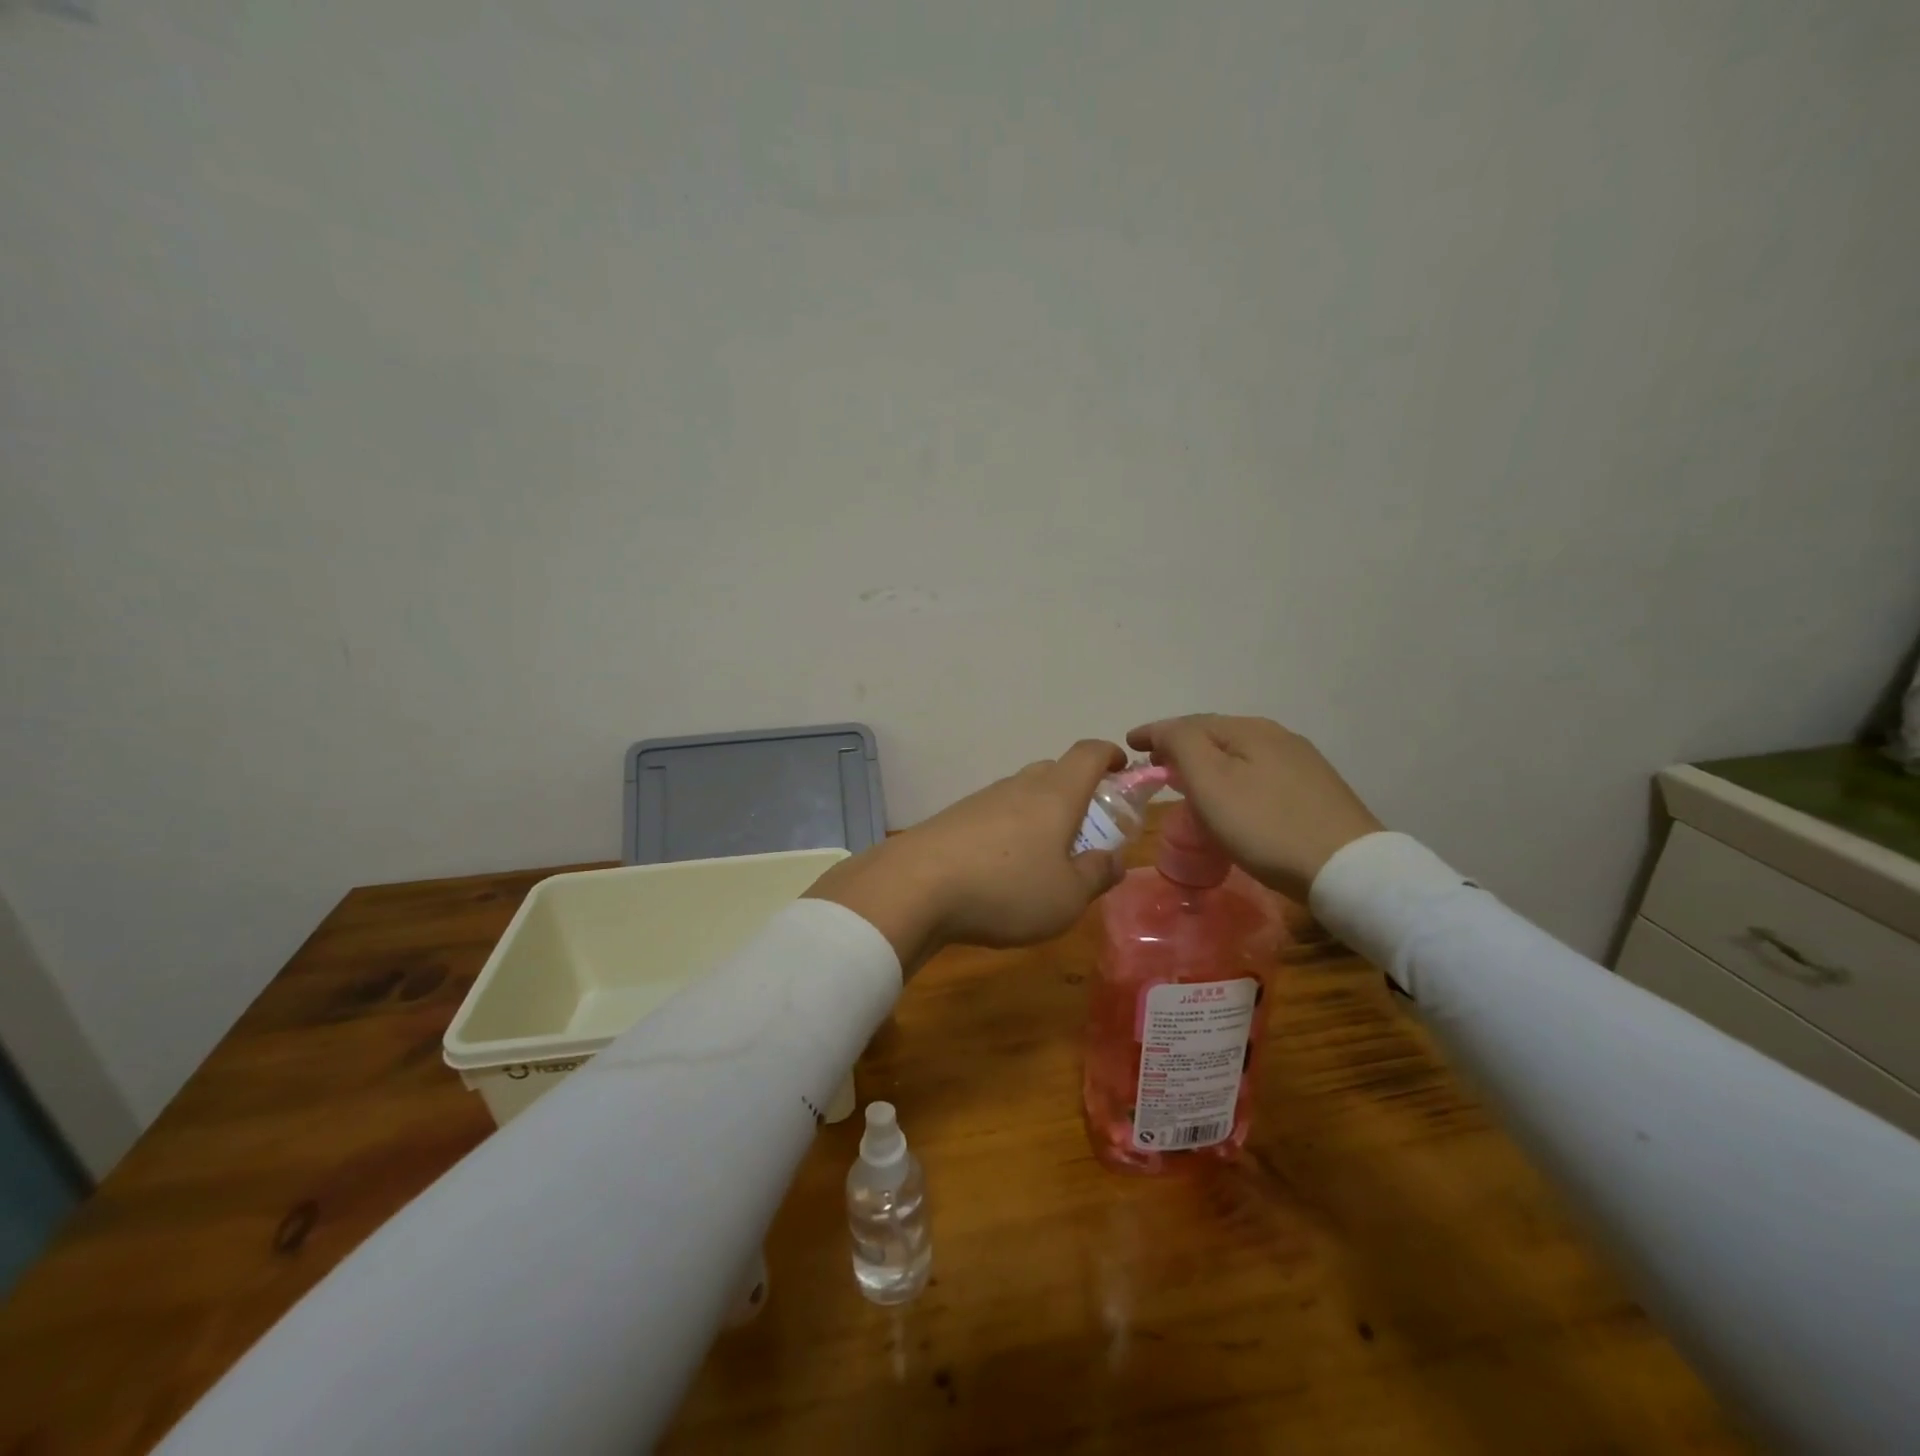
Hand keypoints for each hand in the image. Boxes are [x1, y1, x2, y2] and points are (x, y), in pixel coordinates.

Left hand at [805, 740, 1127, 970]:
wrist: (914, 887)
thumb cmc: (1006, 889)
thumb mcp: (1067, 896)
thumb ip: (1096, 875)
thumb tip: (1113, 860)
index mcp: (1055, 794)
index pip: (1088, 754)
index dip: (1109, 755)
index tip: (1122, 768)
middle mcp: (1018, 786)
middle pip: (1053, 771)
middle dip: (1076, 790)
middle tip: (1087, 827)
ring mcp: (981, 800)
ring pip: (1021, 794)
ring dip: (1039, 814)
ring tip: (1044, 856)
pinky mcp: (952, 820)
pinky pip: (993, 815)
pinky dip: (1009, 831)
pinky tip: (1002, 868)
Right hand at [1127, 715, 1381, 901]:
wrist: (1347, 868)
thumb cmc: (1265, 825)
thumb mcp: (1211, 781)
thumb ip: (1181, 745)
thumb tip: (1165, 731)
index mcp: (1249, 729)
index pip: (1189, 722)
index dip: (1155, 732)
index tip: (1129, 744)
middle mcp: (1277, 736)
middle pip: (1216, 734)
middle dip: (1181, 746)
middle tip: (1155, 766)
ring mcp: (1301, 763)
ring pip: (1239, 754)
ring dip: (1207, 763)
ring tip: (1187, 783)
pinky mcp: (1315, 791)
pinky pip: (1258, 773)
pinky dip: (1232, 778)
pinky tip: (1231, 798)